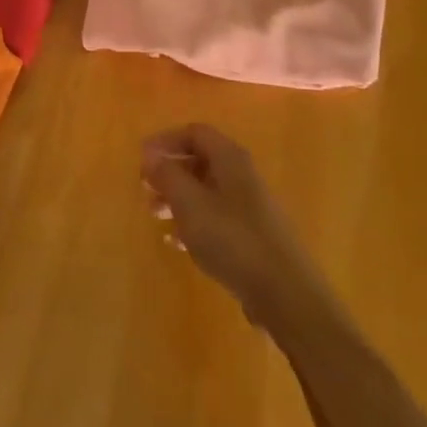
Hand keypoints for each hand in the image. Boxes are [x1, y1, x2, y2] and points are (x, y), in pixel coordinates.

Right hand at [142, 124, 320, 330]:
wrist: (285, 294)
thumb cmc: (233, 239)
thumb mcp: (190, 203)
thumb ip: (167, 175)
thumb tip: (150, 154)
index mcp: (230, 159)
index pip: (195, 133)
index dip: (166, 141)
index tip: (141, 159)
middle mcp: (242, 176)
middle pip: (200, 160)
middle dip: (170, 172)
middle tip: (145, 190)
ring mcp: (249, 207)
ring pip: (206, 191)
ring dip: (178, 199)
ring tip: (155, 216)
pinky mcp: (251, 236)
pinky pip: (216, 219)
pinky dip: (193, 223)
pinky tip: (176, 243)